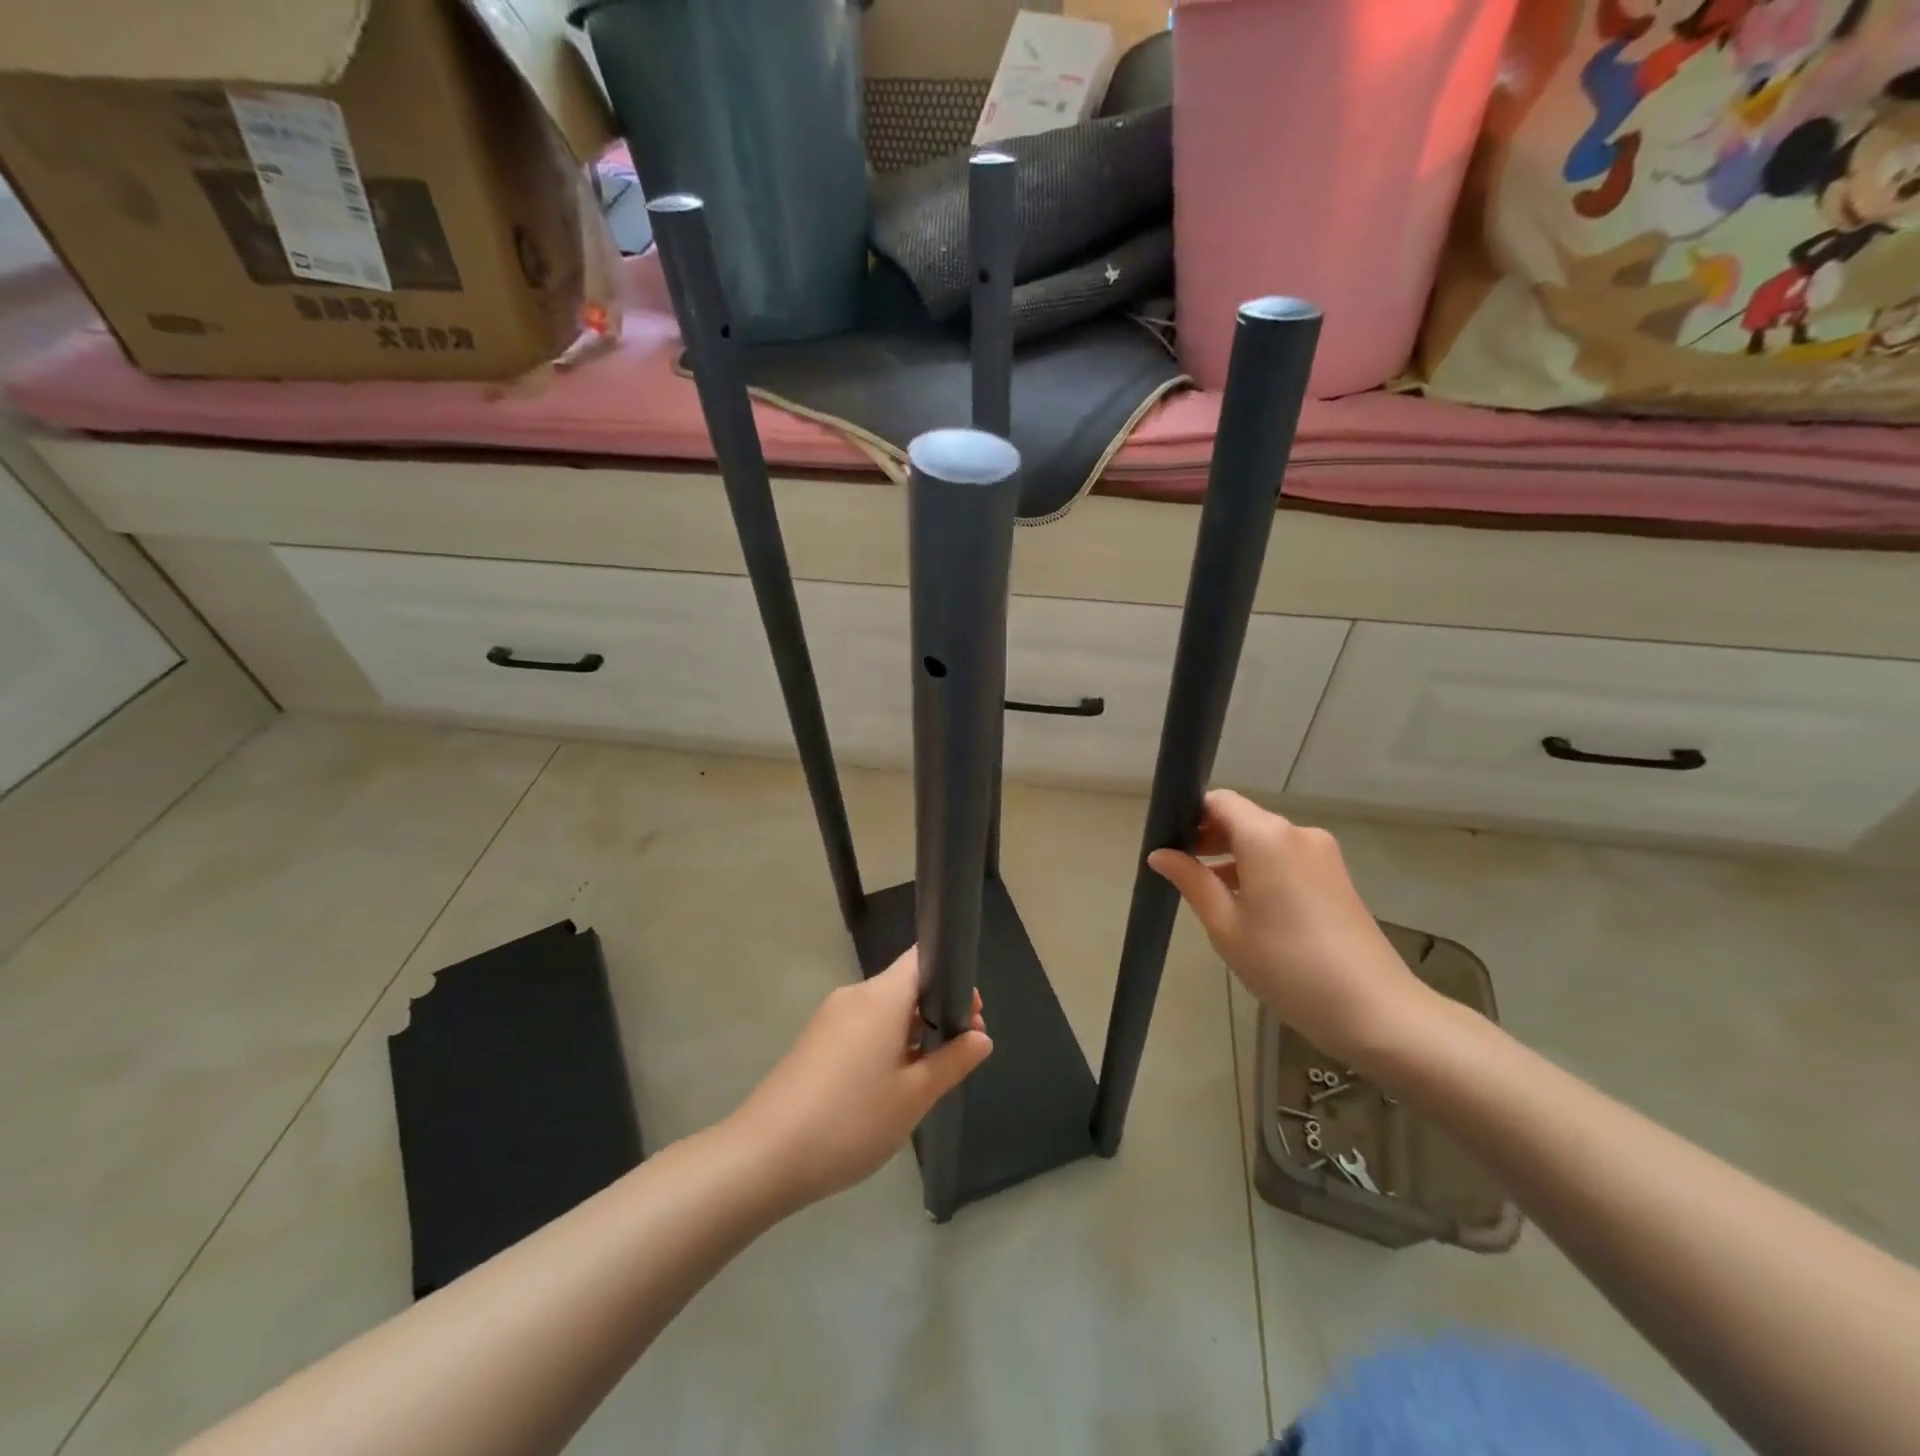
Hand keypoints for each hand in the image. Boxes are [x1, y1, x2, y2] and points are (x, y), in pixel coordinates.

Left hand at [729, 949, 991, 1208]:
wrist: (763, 1155)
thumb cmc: (850, 1121)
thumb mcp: (914, 1097)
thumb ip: (952, 1062)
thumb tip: (981, 1037)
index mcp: (881, 996)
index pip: (922, 958)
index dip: (953, 977)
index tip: (971, 1015)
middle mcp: (854, 995)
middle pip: (905, 986)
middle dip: (937, 1011)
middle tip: (959, 1054)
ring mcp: (830, 1018)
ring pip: (884, 1010)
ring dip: (911, 1032)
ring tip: (927, 1079)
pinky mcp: (814, 1041)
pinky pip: (862, 1028)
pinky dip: (884, 1044)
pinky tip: (889, 1087)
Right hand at [1148, 790, 1434, 1072]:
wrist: (1374, 1010)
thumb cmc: (1286, 965)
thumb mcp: (1225, 926)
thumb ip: (1191, 881)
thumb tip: (1160, 854)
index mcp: (1267, 837)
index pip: (1220, 801)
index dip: (1190, 816)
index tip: (1170, 846)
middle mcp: (1298, 833)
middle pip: (1243, 819)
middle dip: (1210, 839)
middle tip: (1182, 874)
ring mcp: (1323, 855)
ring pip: (1265, 841)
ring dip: (1235, 858)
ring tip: (1212, 898)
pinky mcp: (1336, 877)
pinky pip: (1287, 859)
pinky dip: (1262, 871)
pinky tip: (1249, 909)